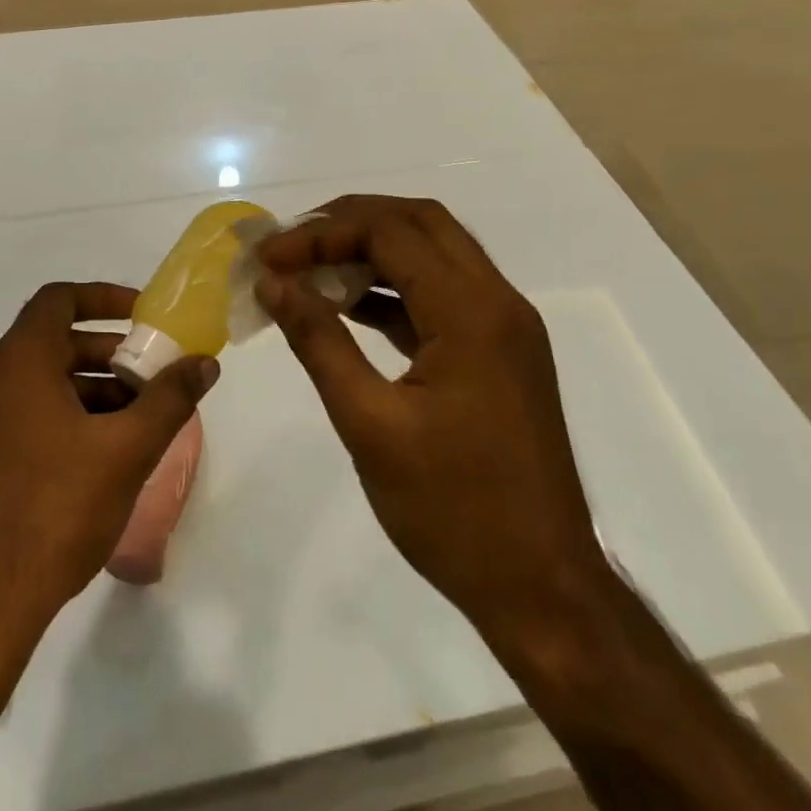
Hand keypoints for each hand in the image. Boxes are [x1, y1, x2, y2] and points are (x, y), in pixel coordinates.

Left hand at [0, 282, 218, 640]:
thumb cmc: (53, 513)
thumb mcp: (126, 452)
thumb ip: (170, 399)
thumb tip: (205, 363)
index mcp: (15, 364)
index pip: (59, 300)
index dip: (105, 298)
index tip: (144, 318)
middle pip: (51, 343)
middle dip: (107, 354)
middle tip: (151, 379)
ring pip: (36, 383)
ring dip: (87, 390)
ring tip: (133, 424)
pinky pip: (18, 414)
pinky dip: (58, 416)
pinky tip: (94, 457)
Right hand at [258, 197, 606, 629]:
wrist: (542, 588)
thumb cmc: (453, 511)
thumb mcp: (369, 424)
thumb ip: (319, 342)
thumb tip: (273, 284)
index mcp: (473, 312)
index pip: (390, 232)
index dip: (321, 234)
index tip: (268, 257)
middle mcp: (498, 302)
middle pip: (420, 222)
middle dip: (350, 222)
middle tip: (292, 246)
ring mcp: (505, 327)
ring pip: (434, 253)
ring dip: (373, 250)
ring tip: (311, 270)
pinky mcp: (500, 353)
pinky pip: (442, 294)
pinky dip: (395, 288)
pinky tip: (349, 307)